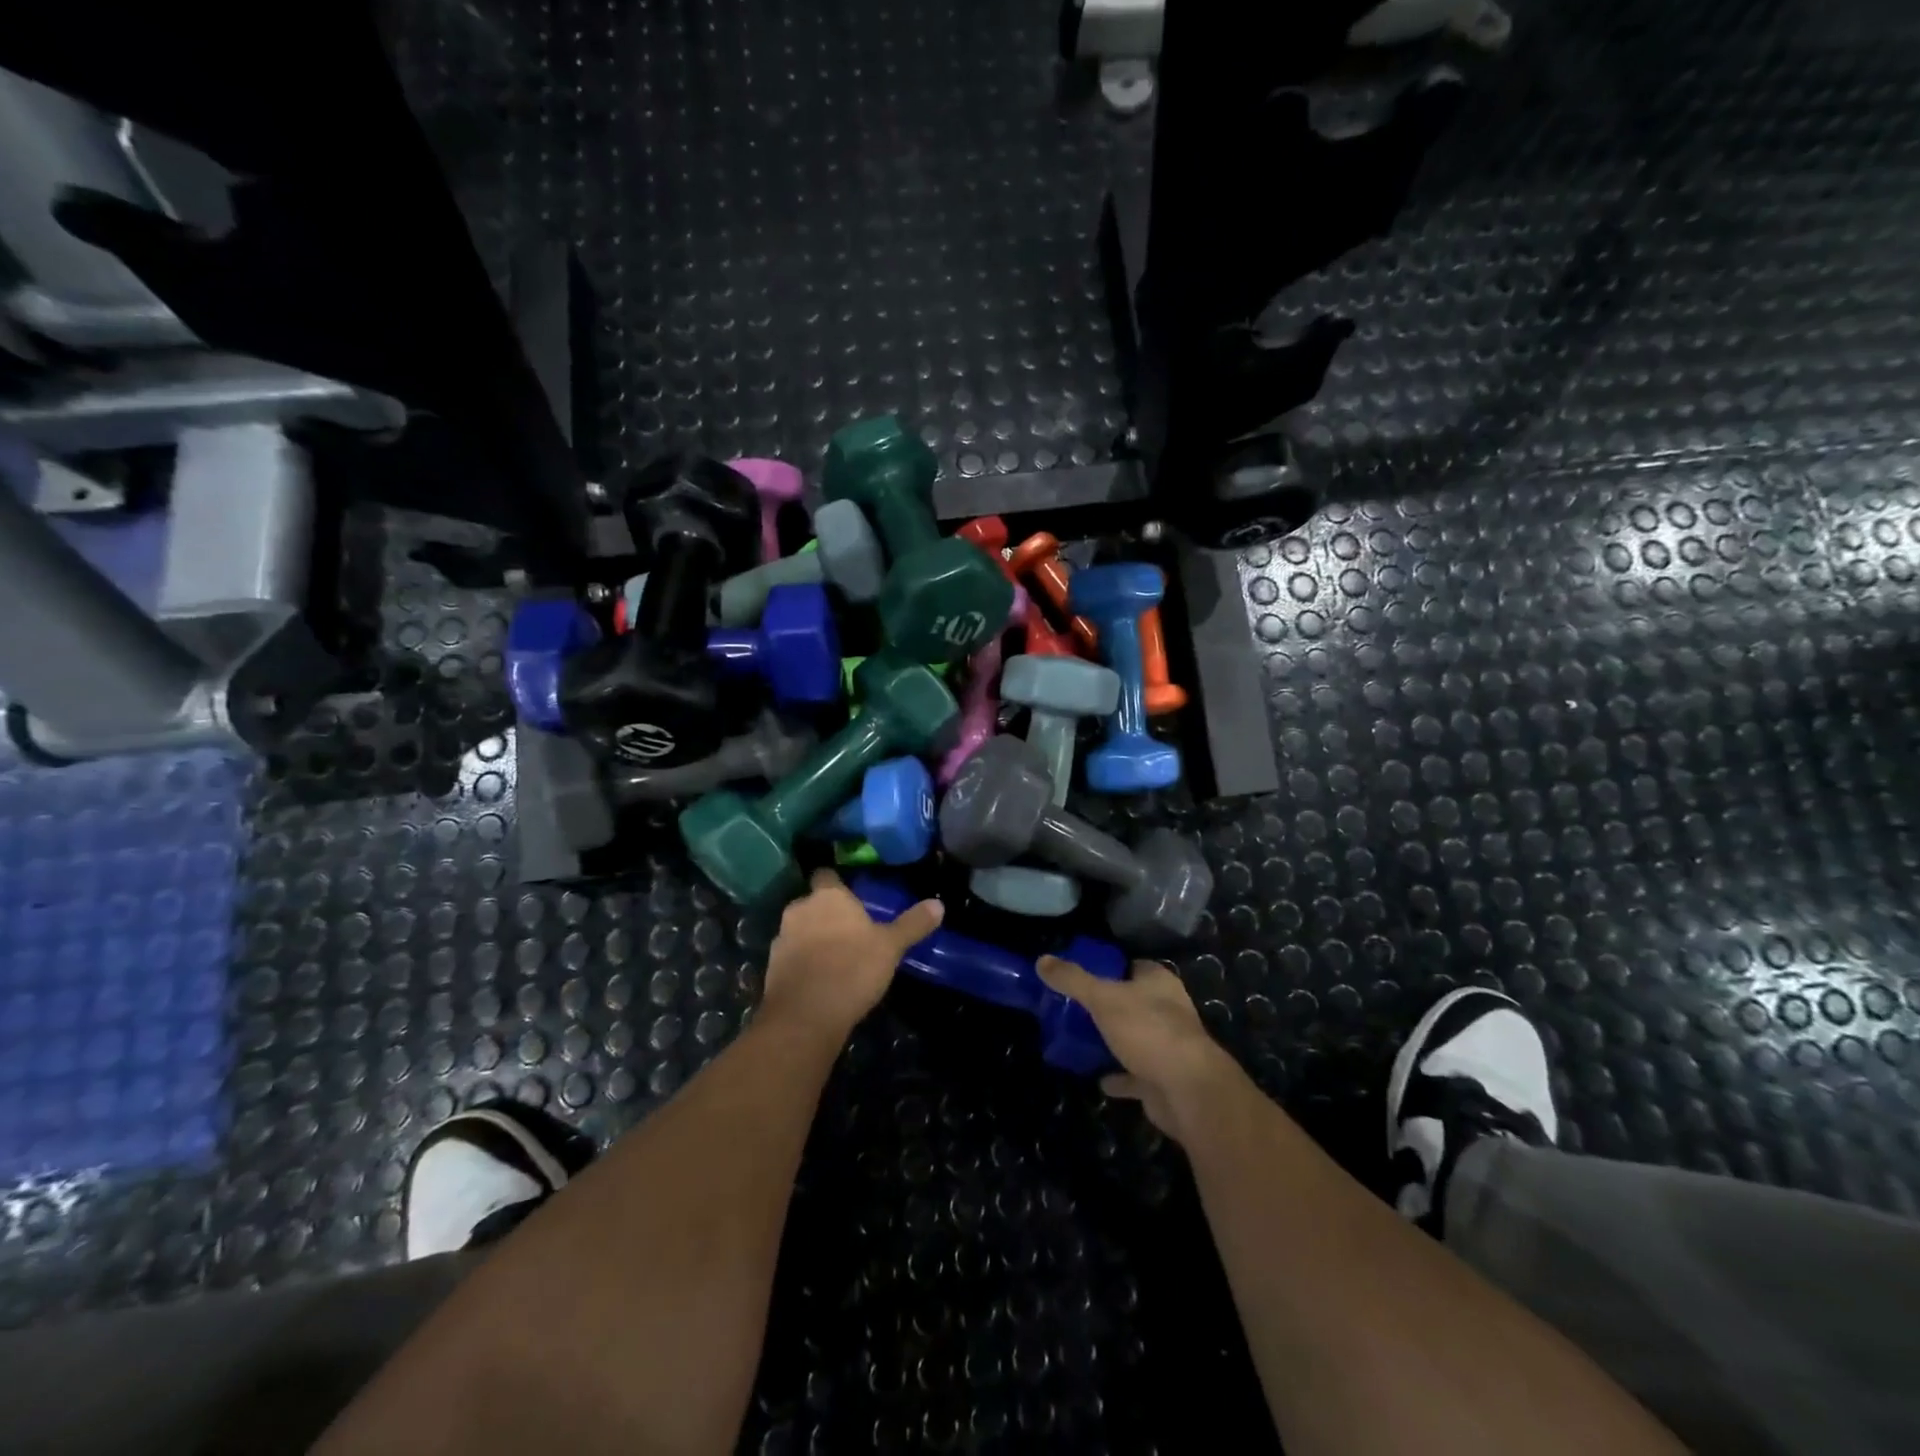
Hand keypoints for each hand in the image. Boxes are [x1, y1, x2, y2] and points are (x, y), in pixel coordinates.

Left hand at [760, 869, 943, 1041]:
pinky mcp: (771, 968)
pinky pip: (791, 957)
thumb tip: (939, 904)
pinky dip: (802, 964)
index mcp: (828, 897)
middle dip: (827, 915)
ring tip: (836, 959)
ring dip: (813, 939)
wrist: (806, 1016)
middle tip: (850, 932)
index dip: (837, 885)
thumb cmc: (852, 968)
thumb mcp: (891, 946)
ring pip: (800, 930)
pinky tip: (820, 981)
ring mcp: (781, 939)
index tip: (851, 898)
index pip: (826, 876)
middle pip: (813, 904)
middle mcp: (800, 909)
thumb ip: (913, 924)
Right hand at [1037, 956, 1241, 1142]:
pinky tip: (1099, 1079)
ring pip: (1135, 1037)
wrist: (1187, 1090)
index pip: (1132, 966)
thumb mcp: (1103, 998)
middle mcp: (1168, 1009)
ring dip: (1114, 1040)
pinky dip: (1119, 1077)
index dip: (1109, 968)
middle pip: (1133, 1001)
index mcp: (1159, 982)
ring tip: (1082, 1040)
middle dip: (1109, 1006)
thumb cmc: (1148, 1031)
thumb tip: (1041, 960)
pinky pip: (1136, 1074)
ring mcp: (1168, 1045)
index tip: (1081, 975)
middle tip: (1074, 1008)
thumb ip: (1073, 980)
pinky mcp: (1164, 1078)